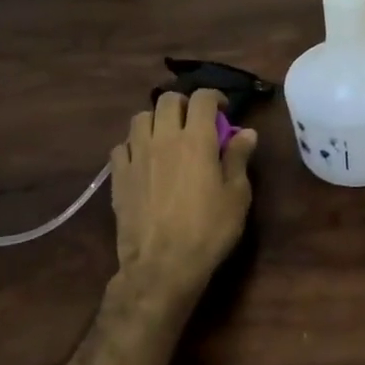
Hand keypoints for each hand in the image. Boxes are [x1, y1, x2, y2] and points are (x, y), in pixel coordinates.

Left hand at [110, 88, 256, 307]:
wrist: (161, 267)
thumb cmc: (207, 231)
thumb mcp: (236, 196)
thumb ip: (239, 158)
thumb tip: (246, 132)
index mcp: (196, 138)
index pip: (203, 97)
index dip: (215, 97)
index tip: (222, 110)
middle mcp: (164, 138)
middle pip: (168, 99)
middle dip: (183, 104)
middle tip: (193, 122)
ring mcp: (137, 155)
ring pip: (140, 117)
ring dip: (155, 120)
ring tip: (165, 137)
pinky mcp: (118, 176)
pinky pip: (121, 146)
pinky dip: (133, 145)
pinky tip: (142, 160)